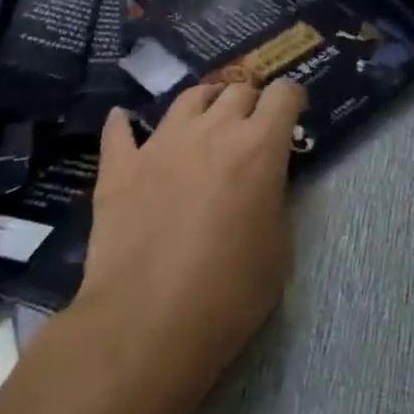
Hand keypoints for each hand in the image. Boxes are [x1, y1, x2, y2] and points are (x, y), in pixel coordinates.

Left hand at [73, 80, 306, 388]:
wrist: (147, 324)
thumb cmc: (229, 293)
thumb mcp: (279, 247)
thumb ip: (276, 199)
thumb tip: (265, 183)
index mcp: (259, 146)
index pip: (283, 93)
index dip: (292, 99)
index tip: (293, 114)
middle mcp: (212, 130)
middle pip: (238, 89)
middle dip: (251, 101)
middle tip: (251, 127)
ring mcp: (161, 143)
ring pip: (188, 97)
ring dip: (205, 103)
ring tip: (206, 120)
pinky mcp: (120, 166)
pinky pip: (120, 130)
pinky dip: (127, 124)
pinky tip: (127, 122)